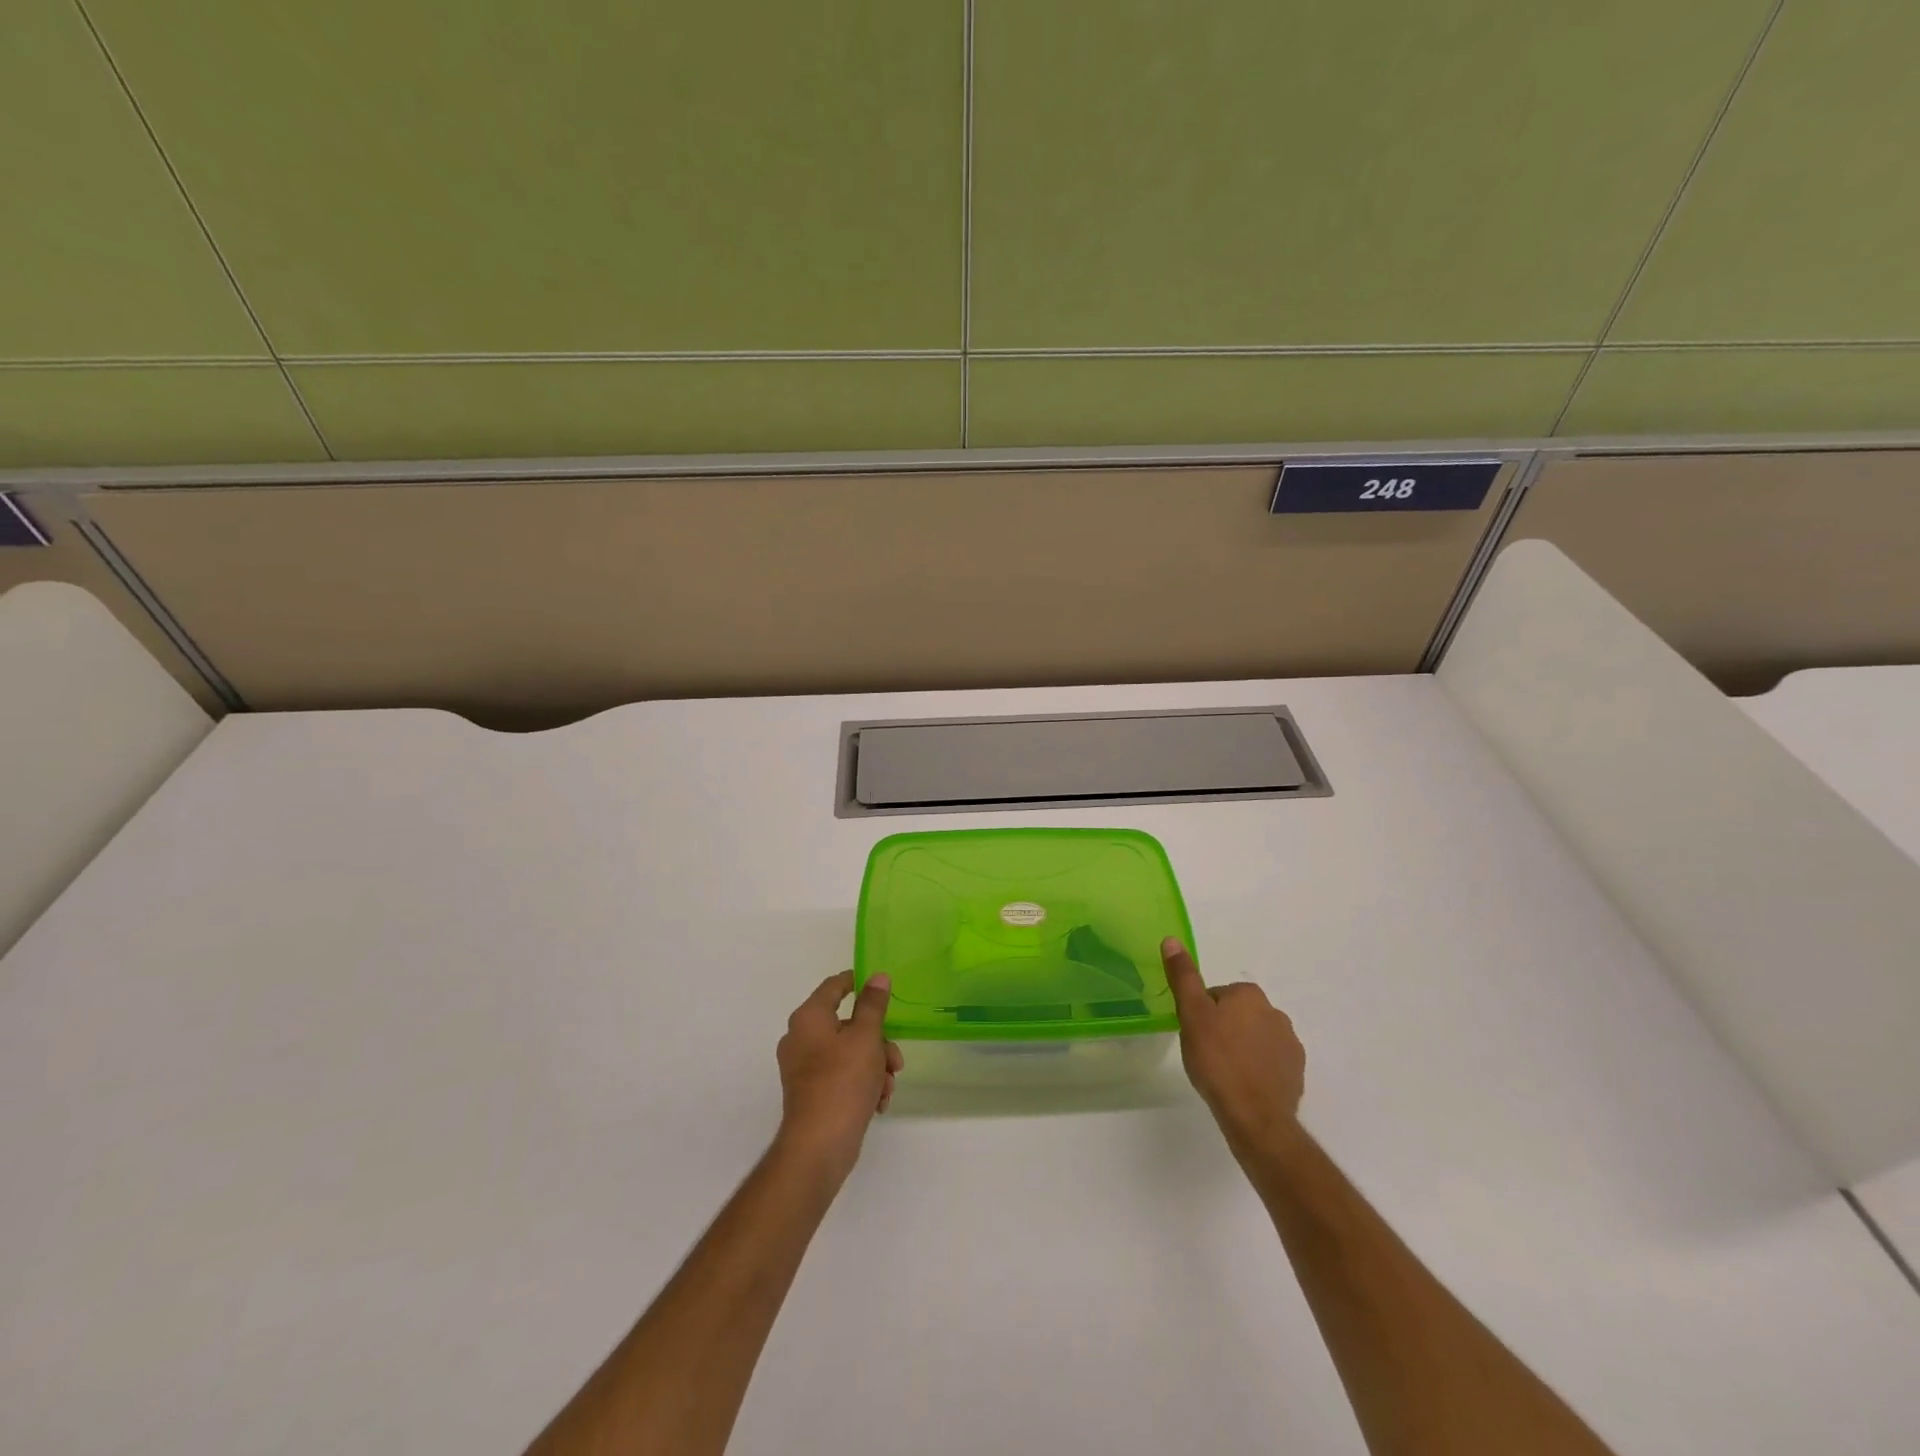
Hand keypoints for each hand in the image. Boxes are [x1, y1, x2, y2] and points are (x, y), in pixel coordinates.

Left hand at [774, 972, 903, 1178]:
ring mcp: (804, 1068)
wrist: (819, 1146)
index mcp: (809, 1018)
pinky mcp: (811, 1093)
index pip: (834, 986)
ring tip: (889, 1087)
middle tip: (895, 1060)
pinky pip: (841, 1076)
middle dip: (878, 1041)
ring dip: (875, 1066)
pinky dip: (862, 1083)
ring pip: (849, 1052)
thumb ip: (873, 1004)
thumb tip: (877, 976)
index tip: (882, 987)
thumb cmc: (843, 1081)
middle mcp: (801, 1038)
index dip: (858, 981)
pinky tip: (879, 1102)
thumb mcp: (866, 1037)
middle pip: (847, 1024)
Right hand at [1162, 938, 1305, 1162]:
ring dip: (1240, 1048)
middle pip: (1236, 1014)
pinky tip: (1243, 1086)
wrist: (1255, 1116)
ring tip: (1223, 1073)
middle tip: (1205, 1054)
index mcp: (1249, 994)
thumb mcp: (1191, 1014)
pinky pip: (1269, 1061)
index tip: (1194, 1035)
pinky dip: (1256, 1068)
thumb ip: (1183, 977)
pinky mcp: (1296, 1071)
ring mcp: (1290, 1043)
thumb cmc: (1217, 1060)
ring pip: (1253, 1037)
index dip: (1200, 1015)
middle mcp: (1275, 1012)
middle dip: (1222, 1029)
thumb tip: (1172, 939)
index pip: (1216, 995)